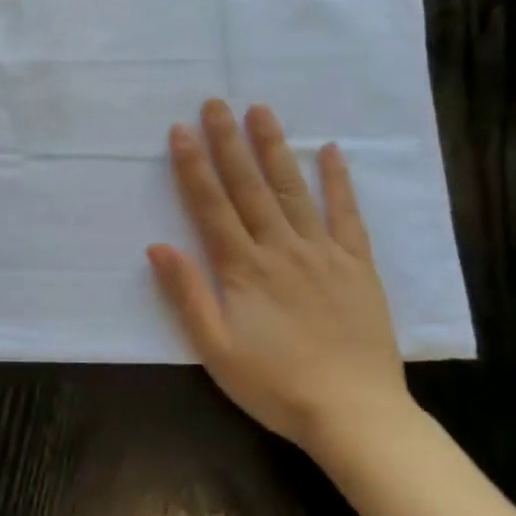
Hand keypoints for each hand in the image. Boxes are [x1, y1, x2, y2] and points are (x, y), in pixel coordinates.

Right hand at [147, 99, 410, 452]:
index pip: (212, 206)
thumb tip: (157, 247)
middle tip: (216, 103)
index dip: (194, 167)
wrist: (354, 413)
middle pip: (249, 187)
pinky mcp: (357, 265)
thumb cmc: (274, 385)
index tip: (181, 130)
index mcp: (243, 269)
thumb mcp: (215, 349)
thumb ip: (187, 295)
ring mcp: (323, 253)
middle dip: (229, 143)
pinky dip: (339, 182)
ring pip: (293, 190)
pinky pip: (347, 216)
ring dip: (274, 148)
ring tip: (262, 111)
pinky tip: (331, 152)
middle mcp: (281, 249)